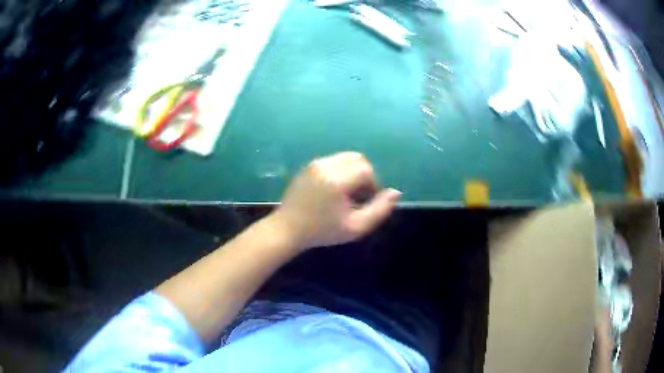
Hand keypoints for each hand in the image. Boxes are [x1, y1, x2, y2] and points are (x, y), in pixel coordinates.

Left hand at [271, 152, 400, 250]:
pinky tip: (334, 190)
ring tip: (347, 194)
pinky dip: (340, 171)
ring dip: (353, 172)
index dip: (373, 184)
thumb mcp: (355, 227)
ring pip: (345, 158)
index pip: (366, 169)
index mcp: (337, 179)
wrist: (287, 229)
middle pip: (357, 158)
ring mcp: (315, 164)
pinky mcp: (308, 166)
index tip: (366, 201)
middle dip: (365, 175)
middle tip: (359, 196)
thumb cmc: (322, 231)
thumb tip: (396, 193)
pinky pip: (332, 161)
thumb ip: (379, 210)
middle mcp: (325, 165)